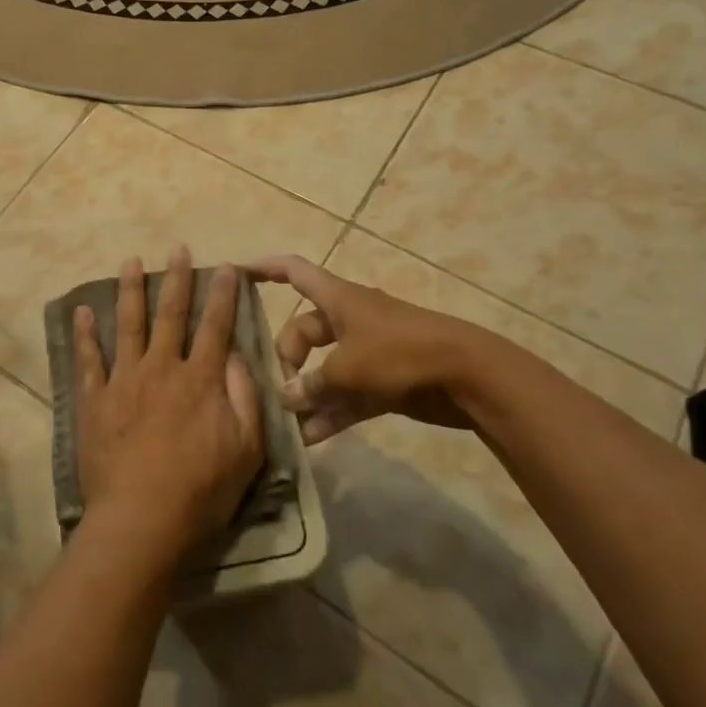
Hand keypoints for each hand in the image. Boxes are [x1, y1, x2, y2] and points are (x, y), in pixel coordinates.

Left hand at [73, 246, 264, 567]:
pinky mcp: (95, 400)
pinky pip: (88, 360)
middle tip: (177, 248)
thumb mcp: (246, 450)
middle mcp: (162, 368)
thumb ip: (245, 398)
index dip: (223, 295)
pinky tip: (81, 311)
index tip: (225, 268)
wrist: (141, 519)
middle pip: (171, 314)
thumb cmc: (201, 490)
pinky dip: (84, 334)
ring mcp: (124, 380)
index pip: (216, 327)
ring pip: (128, 325)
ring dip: (129, 291)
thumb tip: (239, 357)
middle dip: (177, 279)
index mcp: (200, 380)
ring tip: (130, 261)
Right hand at [247, 255, 508, 441]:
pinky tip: (310, 438)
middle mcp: (349, 319)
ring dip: (307, 393)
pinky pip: (347, 395)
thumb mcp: (348, 368)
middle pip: (304, 330)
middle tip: (279, 388)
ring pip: (325, 368)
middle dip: (287, 357)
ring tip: (285, 421)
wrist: (468, 376)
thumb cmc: (401, 354)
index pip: (294, 271)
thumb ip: (314, 384)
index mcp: (338, 298)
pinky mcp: (384, 381)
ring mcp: (368, 351)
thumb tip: (288, 397)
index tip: (236, 274)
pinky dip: (330, 412)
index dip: (265, 268)